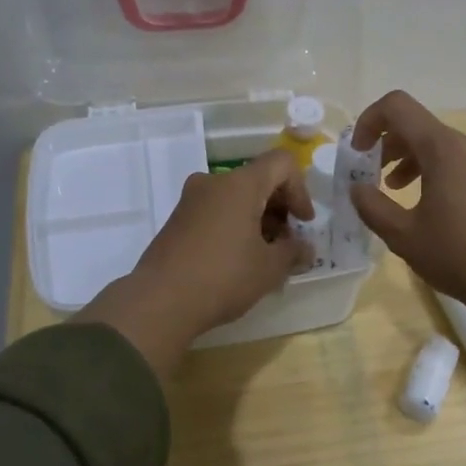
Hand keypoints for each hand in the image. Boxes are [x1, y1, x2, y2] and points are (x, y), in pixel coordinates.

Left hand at [75, 150, 314, 376]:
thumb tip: (305, 249)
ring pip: (236, 197)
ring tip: (264, 256)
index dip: (300, 189)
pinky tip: (238, 260)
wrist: (160, 301)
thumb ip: (293, 251)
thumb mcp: (270, 268)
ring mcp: (191, 200)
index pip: (281, 163)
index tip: (303, 223)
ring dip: (257, 219)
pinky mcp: (177, 220)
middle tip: (287, 243)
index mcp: (240, 184)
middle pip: (258, 179)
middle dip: (279, 208)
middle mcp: (214, 182)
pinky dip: (234, 225)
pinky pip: (216, 211)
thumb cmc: (224, 277)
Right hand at [349, 91, 465, 390]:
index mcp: (444, 148)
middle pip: (420, 126)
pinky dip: (438, 171)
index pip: (398, 107)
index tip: (358, 152)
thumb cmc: (457, 256)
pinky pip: (462, 161)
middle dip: (389, 146)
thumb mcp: (403, 236)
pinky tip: (432, 205)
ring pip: (442, 145)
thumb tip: (357, 188)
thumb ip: (372, 206)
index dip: (369, 121)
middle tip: (372, 176)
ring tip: (397, 191)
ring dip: (412, 160)